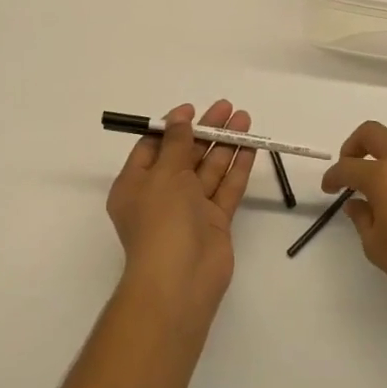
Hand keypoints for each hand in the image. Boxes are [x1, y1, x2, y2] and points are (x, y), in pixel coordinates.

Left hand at [106, 101, 253, 322]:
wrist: (180, 280)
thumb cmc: (161, 220)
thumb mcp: (164, 173)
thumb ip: (176, 143)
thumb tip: (179, 118)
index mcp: (136, 184)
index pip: (153, 148)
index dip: (172, 126)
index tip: (193, 109)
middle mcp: (161, 195)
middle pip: (185, 155)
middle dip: (206, 130)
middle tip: (228, 107)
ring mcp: (189, 209)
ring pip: (209, 169)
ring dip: (225, 144)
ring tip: (245, 119)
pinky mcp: (214, 222)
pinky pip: (225, 189)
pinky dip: (237, 168)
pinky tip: (250, 147)